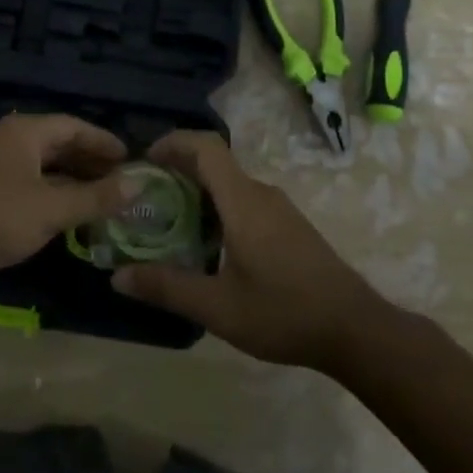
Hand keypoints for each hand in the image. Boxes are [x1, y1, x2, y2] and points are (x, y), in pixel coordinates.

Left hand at [0, 113, 129, 293]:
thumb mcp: (51, 209)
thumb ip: (96, 197)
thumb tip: (139, 185)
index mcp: (26, 132)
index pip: (74, 126)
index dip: (104, 141)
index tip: (131, 158)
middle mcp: (11, 141)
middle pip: (60, 144)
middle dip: (91, 162)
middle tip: (122, 182)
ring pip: (45, 166)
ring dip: (74, 181)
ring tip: (103, 199)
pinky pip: (31, 184)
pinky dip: (54, 194)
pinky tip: (69, 215)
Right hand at [112, 130, 393, 371]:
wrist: (355, 330)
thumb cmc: (284, 312)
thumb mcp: (218, 307)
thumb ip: (167, 288)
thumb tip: (117, 277)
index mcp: (243, 201)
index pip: (205, 147)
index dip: (173, 142)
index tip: (144, 160)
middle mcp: (261, 194)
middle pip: (214, 163)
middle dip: (177, 170)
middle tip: (145, 196)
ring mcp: (279, 209)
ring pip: (230, 184)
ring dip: (198, 192)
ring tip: (169, 221)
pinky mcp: (289, 226)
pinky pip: (244, 200)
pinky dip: (217, 207)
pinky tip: (207, 244)